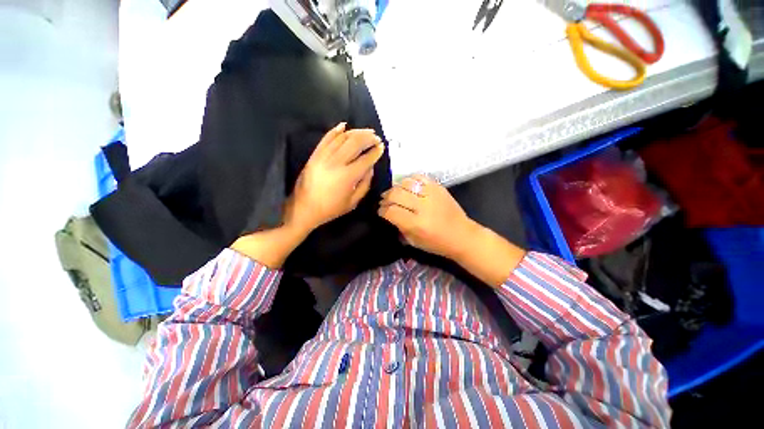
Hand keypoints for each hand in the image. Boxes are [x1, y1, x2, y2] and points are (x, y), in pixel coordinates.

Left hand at [286, 122, 384, 233]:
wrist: (304, 209)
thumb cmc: (331, 208)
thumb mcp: (353, 202)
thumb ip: (365, 184)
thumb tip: (370, 167)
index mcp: (348, 176)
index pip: (366, 159)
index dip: (376, 152)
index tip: (382, 147)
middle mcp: (336, 163)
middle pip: (355, 143)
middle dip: (368, 138)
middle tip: (376, 137)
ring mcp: (324, 156)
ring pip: (342, 138)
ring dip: (356, 132)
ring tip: (366, 131)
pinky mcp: (315, 155)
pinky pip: (326, 138)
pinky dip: (335, 130)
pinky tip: (344, 126)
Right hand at [378, 175, 477, 258]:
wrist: (462, 235)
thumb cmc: (437, 243)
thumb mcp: (414, 242)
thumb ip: (399, 227)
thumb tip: (387, 213)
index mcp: (417, 224)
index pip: (391, 211)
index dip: (382, 211)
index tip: (381, 211)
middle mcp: (423, 207)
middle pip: (395, 194)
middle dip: (386, 198)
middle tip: (384, 202)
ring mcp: (432, 194)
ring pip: (405, 183)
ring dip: (396, 188)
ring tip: (395, 194)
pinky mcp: (438, 187)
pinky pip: (419, 177)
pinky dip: (410, 180)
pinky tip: (408, 187)